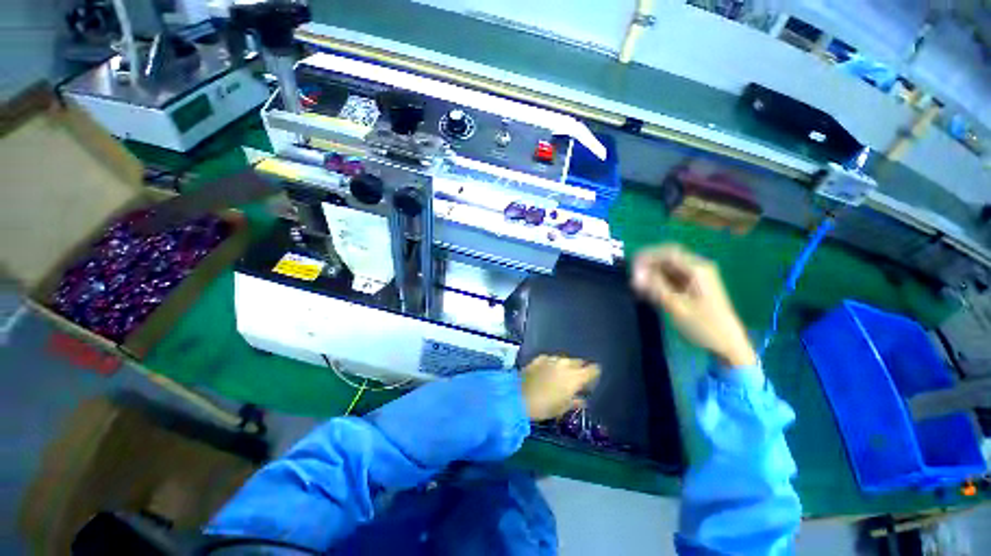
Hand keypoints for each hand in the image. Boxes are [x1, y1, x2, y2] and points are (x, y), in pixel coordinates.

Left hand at [521, 355, 599, 420]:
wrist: (518, 395)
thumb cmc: (545, 406)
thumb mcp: (563, 408)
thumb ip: (576, 401)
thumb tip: (583, 399)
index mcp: (576, 376)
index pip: (593, 369)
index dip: (594, 373)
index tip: (592, 379)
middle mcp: (566, 364)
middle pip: (579, 362)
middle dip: (580, 369)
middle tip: (577, 379)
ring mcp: (552, 359)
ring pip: (564, 360)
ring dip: (566, 366)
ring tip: (561, 376)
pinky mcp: (540, 357)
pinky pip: (551, 359)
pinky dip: (552, 364)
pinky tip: (548, 371)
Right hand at [631, 244, 756, 367]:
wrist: (727, 345)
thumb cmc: (703, 326)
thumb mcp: (677, 306)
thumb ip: (656, 286)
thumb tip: (637, 273)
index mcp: (698, 269)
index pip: (667, 252)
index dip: (647, 257)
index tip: (632, 270)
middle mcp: (698, 268)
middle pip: (667, 258)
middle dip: (648, 266)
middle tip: (633, 279)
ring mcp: (696, 278)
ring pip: (667, 268)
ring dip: (651, 274)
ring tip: (637, 288)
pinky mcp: (693, 287)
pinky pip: (671, 278)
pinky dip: (658, 282)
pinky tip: (648, 292)